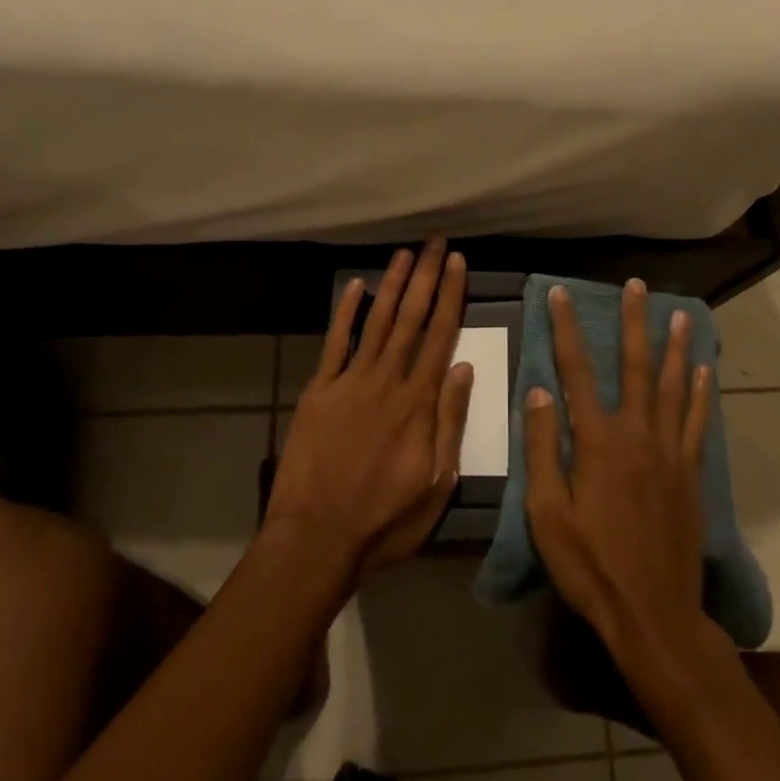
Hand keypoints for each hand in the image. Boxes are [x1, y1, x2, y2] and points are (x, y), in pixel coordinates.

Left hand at [265, 240, 473, 578]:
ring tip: (403, 254)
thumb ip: (450, 421)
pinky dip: (345, 313)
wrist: (316, 538)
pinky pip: (334, 343)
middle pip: (410, 319)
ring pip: (376, 322)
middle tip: (435, 242)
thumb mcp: (436, 483)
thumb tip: (463, 366)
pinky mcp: (319, 391)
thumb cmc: (384, 520)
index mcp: (418, 403)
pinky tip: (355, 286)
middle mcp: (386, 381)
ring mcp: (349, 382)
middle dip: (425, 277)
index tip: (457, 263)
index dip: (450, 296)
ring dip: (391, 285)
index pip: (440, 336)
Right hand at [525, 280, 715, 673]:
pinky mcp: (690, 473)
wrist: (652, 613)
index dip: (566, 329)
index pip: (576, 371)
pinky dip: (699, 392)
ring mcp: (669, 452)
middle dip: (633, 322)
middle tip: (636, 286)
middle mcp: (637, 434)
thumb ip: (543, 448)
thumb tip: (539, 390)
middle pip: (635, 366)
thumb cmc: (590, 564)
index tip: (561, 294)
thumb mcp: (546, 512)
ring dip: (674, 346)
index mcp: (597, 441)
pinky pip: (696, 421)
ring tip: (679, 313)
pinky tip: (703, 371)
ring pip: (672, 386)